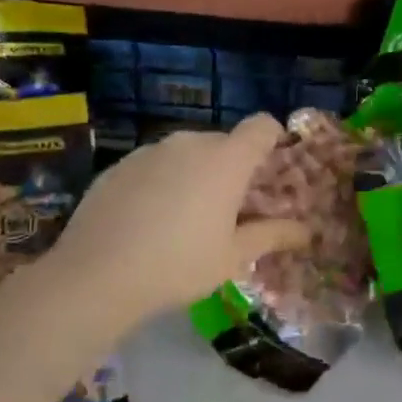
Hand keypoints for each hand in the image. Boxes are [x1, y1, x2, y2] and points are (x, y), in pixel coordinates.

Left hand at [49, 114, 308, 326]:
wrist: (95, 276)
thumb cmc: (179, 265)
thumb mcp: (233, 257)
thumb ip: (272, 236)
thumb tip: (306, 231)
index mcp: (227, 159)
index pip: (262, 126)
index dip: (273, 139)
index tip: (272, 167)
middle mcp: (190, 142)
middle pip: (224, 142)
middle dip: (233, 167)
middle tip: (231, 208)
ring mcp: (150, 151)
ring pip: (187, 153)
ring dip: (196, 174)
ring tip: (186, 217)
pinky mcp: (119, 165)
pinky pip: (154, 165)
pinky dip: (162, 182)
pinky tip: (148, 220)